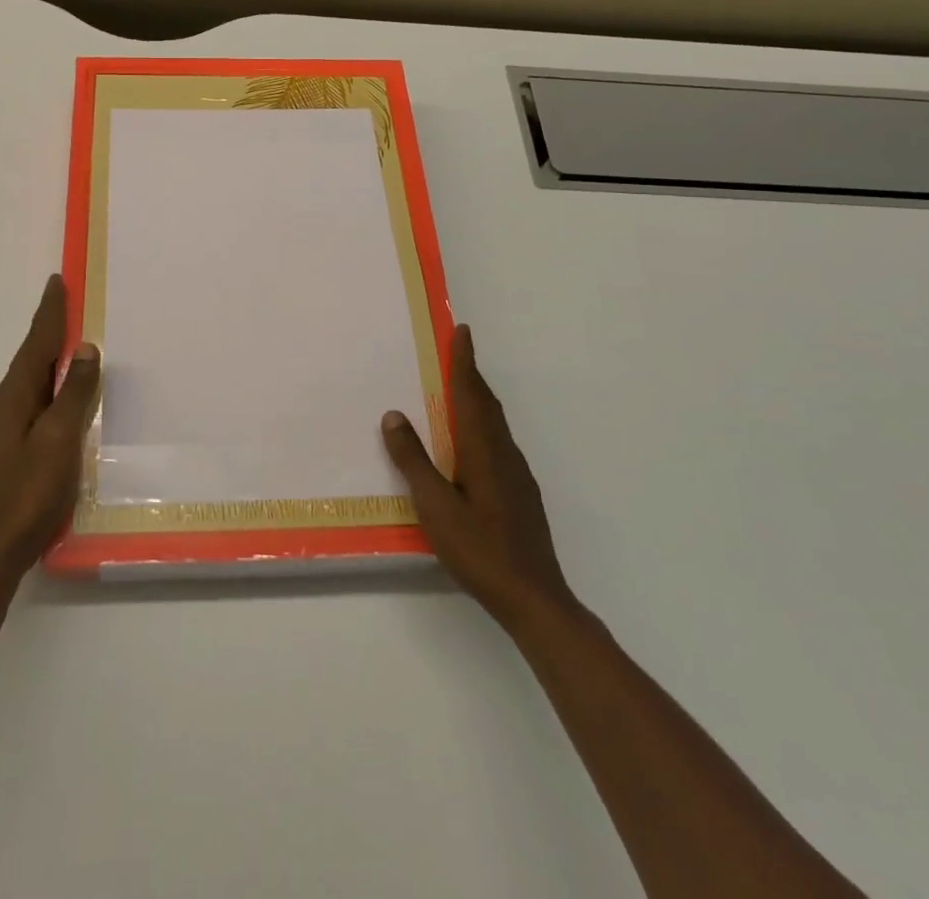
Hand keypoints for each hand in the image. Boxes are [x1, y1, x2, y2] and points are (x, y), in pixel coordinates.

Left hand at [0, 274, 100, 585]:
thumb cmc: (28, 494)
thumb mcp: (58, 440)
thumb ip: (72, 394)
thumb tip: (85, 348)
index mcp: (14, 396)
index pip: (37, 342)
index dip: (50, 312)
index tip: (57, 281)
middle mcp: (7, 404)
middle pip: (33, 355)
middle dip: (50, 326)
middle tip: (69, 300)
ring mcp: (9, 427)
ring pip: (34, 377)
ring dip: (52, 353)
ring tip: (73, 336)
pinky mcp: (16, 447)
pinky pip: (39, 398)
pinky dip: (53, 381)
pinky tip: (66, 391)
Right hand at [381, 325, 575, 623]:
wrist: (534, 598)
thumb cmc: (479, 549)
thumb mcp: (435, 505)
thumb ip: (413, 460)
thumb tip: (393, 415)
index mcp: (483, 449)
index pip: (471, 393)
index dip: (465, 361)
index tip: (462, 330)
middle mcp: (504, 453)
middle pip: (487, 403)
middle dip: (471, 374)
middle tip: (456, 351)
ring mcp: (517, 474)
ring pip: (495, 424)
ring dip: (478, 399)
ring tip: (458, 390)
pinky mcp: (521, 494)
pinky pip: (498, 442)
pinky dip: (483, 425)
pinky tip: (471, 444)